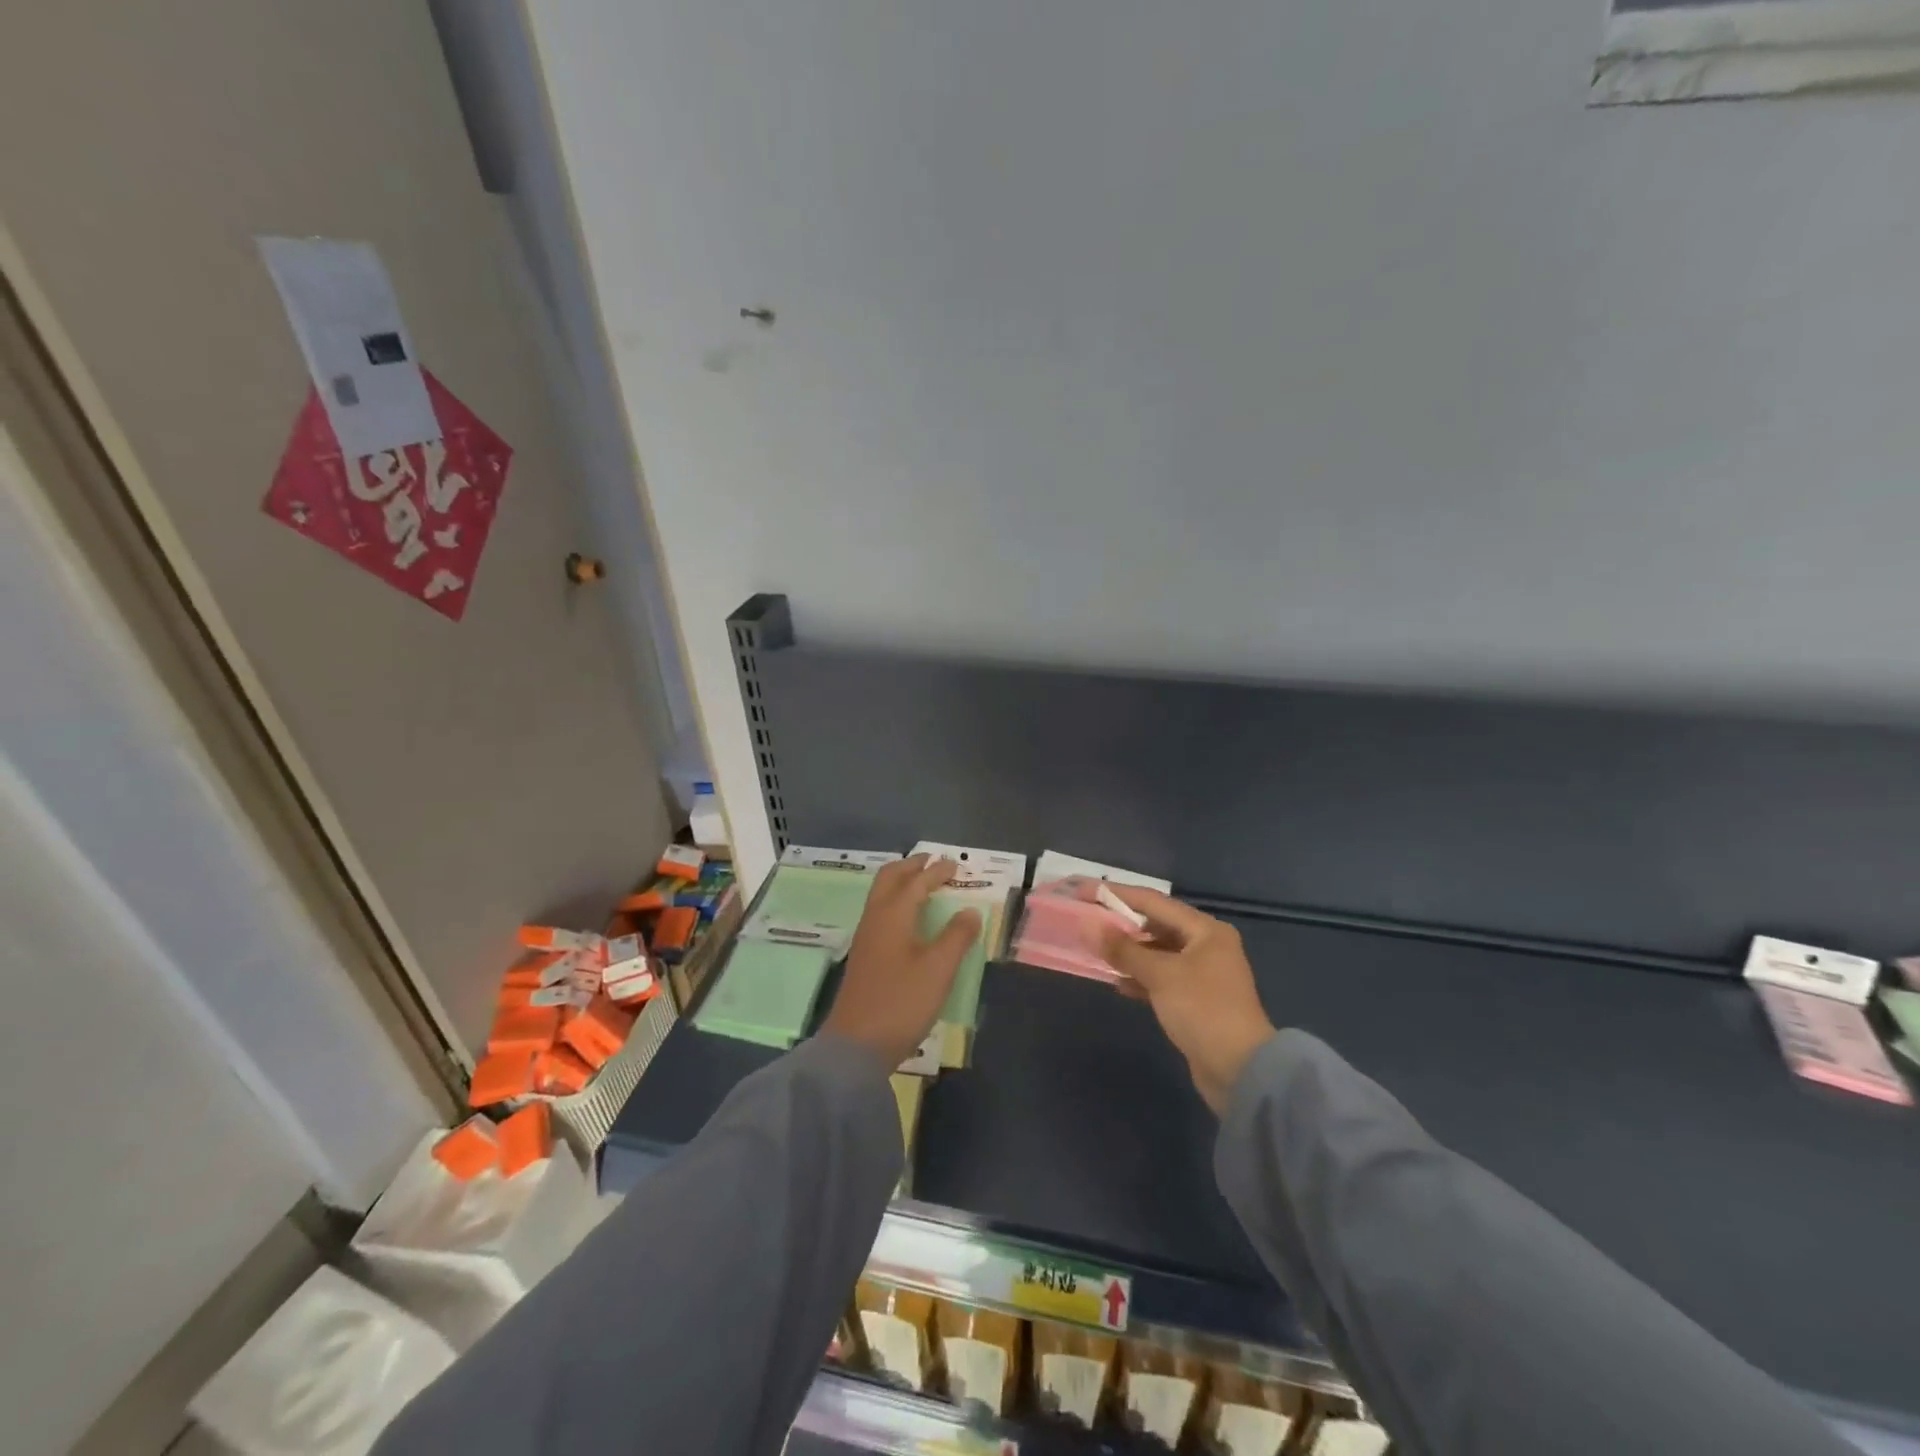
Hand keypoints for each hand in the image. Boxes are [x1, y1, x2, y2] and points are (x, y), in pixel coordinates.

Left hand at [823, 855, 981, 1069]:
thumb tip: (969, 911)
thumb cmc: (901, 1002)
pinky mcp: (864, 958)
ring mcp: (865, 939)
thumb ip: (956, 937)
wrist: (856, 1046)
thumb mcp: (938, 969)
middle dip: (910, 867)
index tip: (955, 865)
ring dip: (901, 883)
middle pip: (889, 880)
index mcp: (893, 915)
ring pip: (881, 896)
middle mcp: (875, 920)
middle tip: (931, 861)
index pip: (916, 883)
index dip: (936, 872)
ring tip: (921, 884)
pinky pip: (880, 913)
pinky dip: (896, 902)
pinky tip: (908, 919)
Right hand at [1101, 888, 1275, 1112]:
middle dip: (1122, 924)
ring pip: (1158, 953)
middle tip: (1088, 922)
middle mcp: (1207, 945)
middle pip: (1156, 925)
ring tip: (1097, 953)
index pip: (1153, 901)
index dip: (1116, 894)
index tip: (1084, 891)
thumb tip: (1088, 924)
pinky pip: (1162, 978)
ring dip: (1129, 953)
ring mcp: (1203, 973)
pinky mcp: (1196, 999)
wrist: (1241, 1071)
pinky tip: (1119, 984)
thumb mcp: (1160, 975)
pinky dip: (1141, 977)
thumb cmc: (1202, 1010)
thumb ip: (1123, 949)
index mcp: (1205, 930)